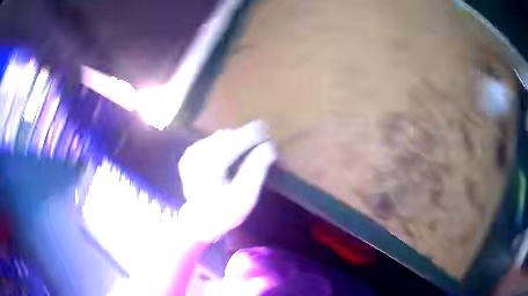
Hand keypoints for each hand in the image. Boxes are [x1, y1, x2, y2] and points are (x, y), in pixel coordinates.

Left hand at [177, 121, 276, 242]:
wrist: (199, 222)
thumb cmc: (225, 213)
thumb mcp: (245, 196)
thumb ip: (257, 168)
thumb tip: (269, 145)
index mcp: (209, 165)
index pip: (236, 140)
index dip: (255, 134)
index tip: (270, 134)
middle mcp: (197, 153)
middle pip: (229, 136)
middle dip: (248, 136)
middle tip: (264, 141)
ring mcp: (191, 153)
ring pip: (221, 137)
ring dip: (237, 139)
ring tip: (252, 146)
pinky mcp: (189, 154)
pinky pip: (213, 142)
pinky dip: (227, 143)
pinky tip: (234, 152)